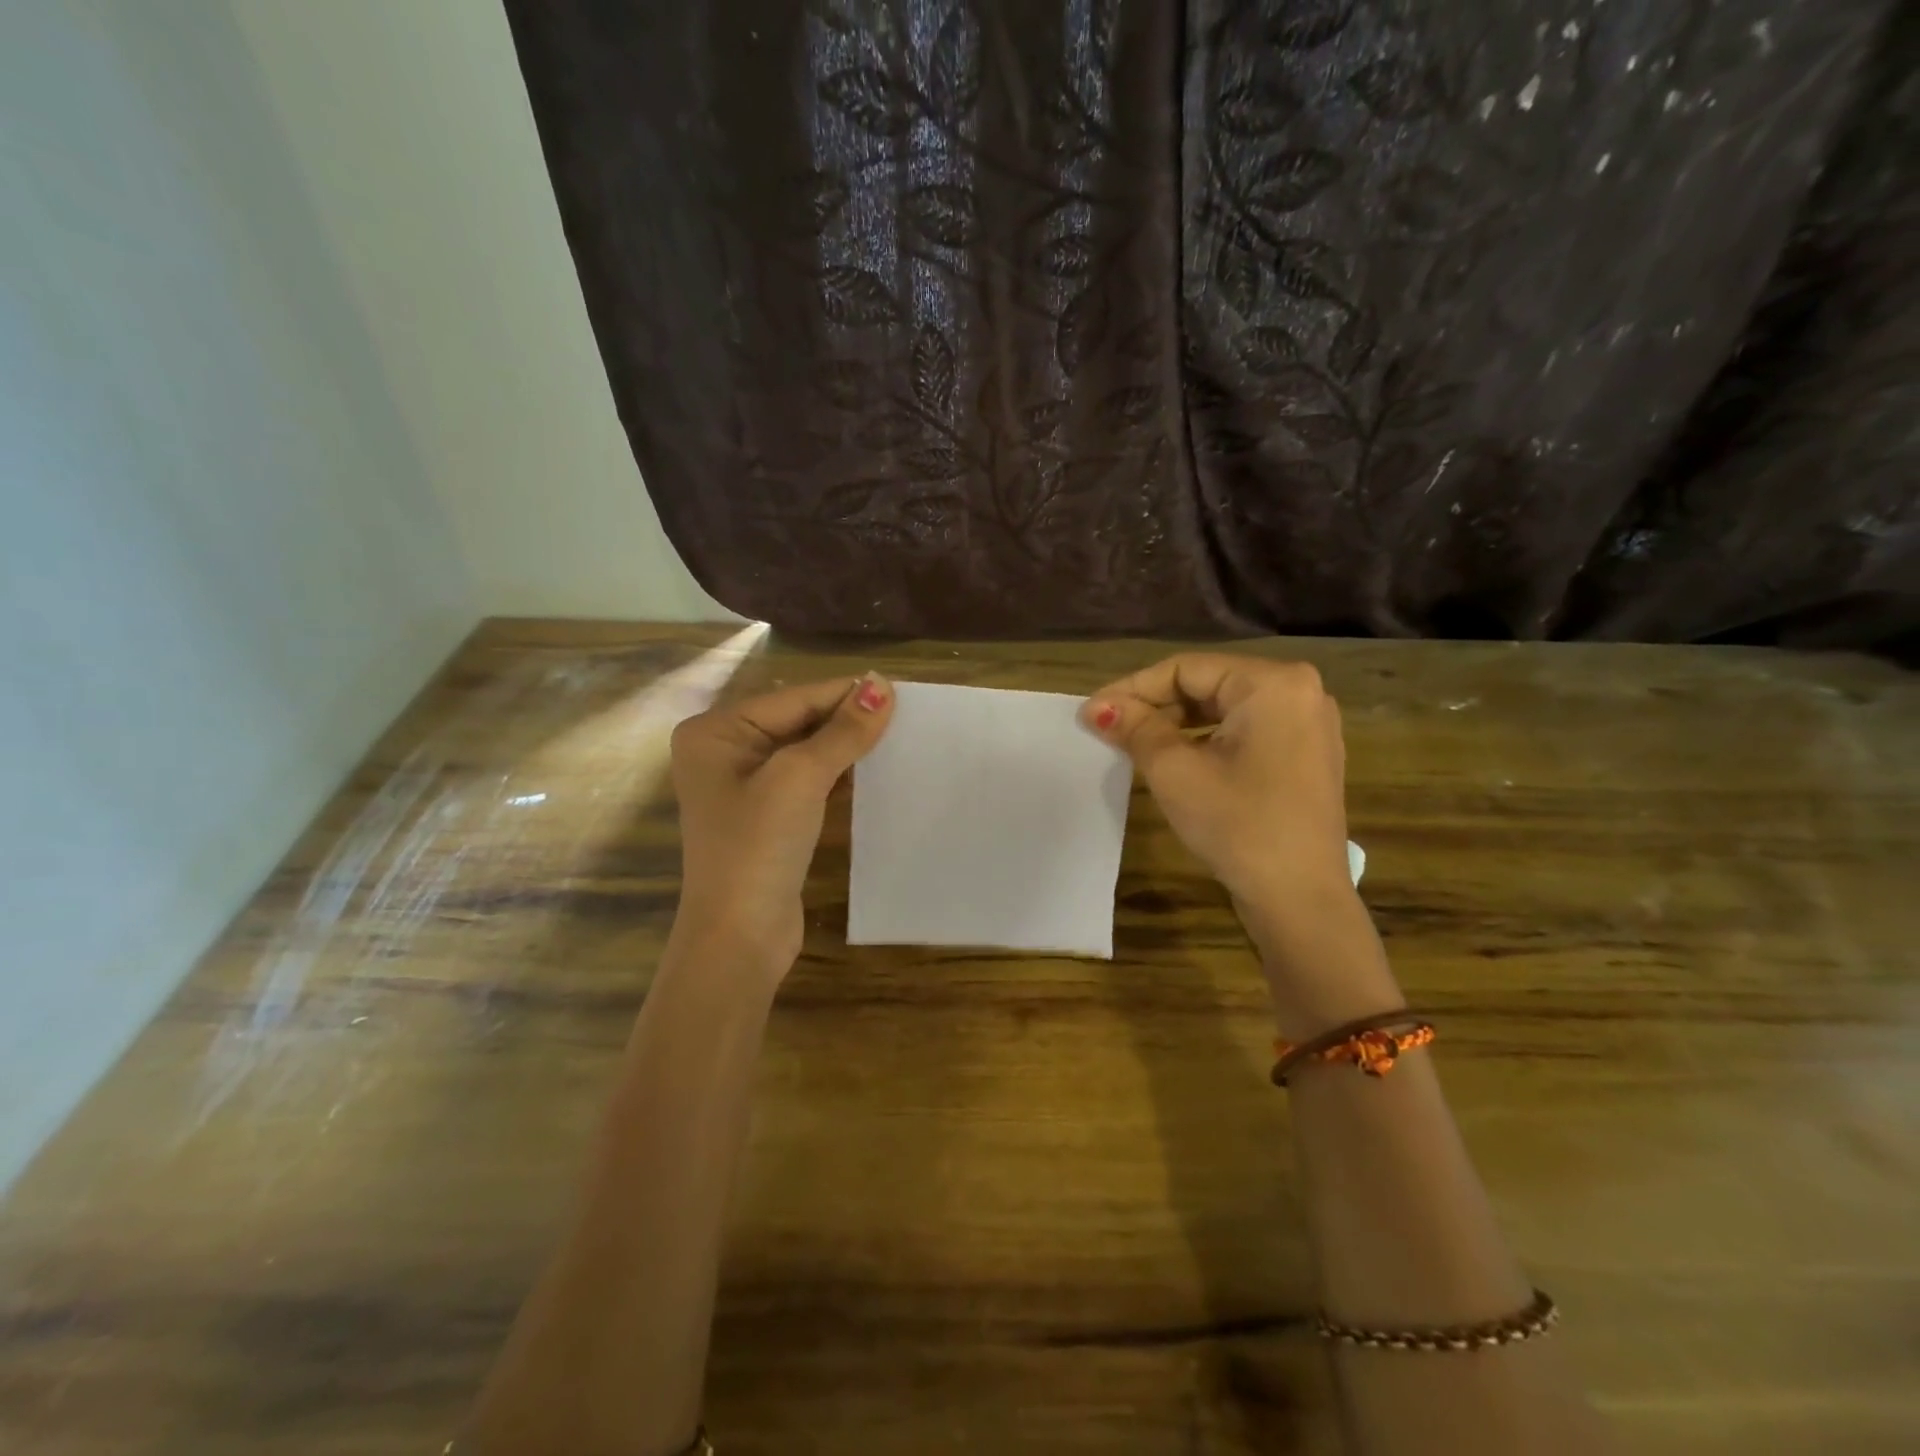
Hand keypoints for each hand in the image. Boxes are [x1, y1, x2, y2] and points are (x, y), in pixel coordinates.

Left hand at [669, 673, 893, 977]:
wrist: (739, 937)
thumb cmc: (758, 847)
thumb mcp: (801, 778)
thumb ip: (843, 731)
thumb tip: (881, 684)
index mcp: (716, 732)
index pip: (794, 699)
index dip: (846, 695)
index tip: (899, 691)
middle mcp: (724, 752)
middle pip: (798, 722)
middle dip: (847, 720)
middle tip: (905, 715)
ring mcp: (743, 787)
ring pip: (806, 751)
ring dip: (846, 747)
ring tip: (898, 738)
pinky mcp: (766, 816)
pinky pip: (807, 781)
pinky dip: (838, 774)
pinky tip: (874, 771)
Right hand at [1082, 655, 1396, 1030]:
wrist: (1300, 898)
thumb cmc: (1237, 824)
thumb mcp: (1175, 771)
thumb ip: (1135, 728)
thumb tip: (1097, 707)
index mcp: (1273, 683)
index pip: (1185, 669)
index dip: (1132, 689)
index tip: (1091, 712)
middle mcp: (1299, 691)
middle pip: (1208, 685)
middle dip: (1154, 706)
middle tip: (1109, 730)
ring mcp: (1308, 724)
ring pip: (1225, 709)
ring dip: (1177, 723)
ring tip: (1134, 744)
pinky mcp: (1306, 754)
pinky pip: (1245, 731)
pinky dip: (1206, 740)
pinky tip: (1176, 760)